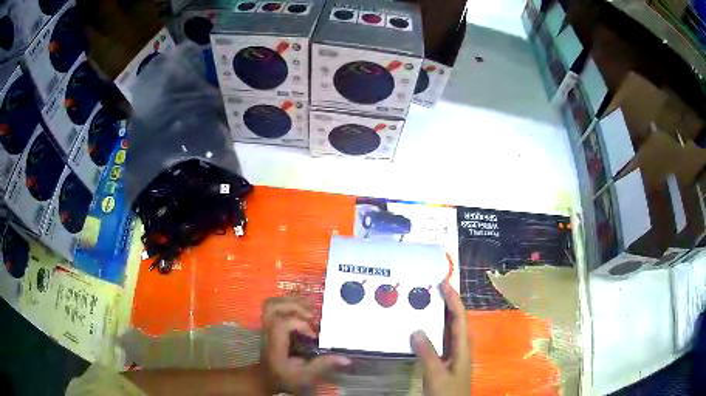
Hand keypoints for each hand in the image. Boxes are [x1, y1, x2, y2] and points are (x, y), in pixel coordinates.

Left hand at [260, 296, 350, 393]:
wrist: (267, 377)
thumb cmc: (285, 376)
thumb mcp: (304, 375)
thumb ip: (322, 365)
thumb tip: (346, 359)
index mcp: (276, 343)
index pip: (282, 324)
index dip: (300, 324)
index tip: (314, 335)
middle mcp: (269, 331)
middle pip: (273, 307)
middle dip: (294, 305)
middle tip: (312, 314)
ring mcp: (267, 326)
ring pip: (271, 304)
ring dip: (291, 301)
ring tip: (310, 306)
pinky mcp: (270, 324)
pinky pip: (274, 306)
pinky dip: (288, 302)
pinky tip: (303, 307)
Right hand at [411, 281, 470, 395]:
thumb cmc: (447, 393)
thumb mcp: (436, 374)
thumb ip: (427, 353)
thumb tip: (416, 329)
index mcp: (462, 347)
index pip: (459, 318)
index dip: (453, 300)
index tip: (444, 283)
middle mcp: (460, 347)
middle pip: (456, 320)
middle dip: (448, 303)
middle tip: (433, 288)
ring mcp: (454, 355)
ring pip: (449, 330)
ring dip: (441, 315)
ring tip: (428, 302)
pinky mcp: (446, 361)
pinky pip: (441, 340)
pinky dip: (434, 330)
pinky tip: (424, 329)